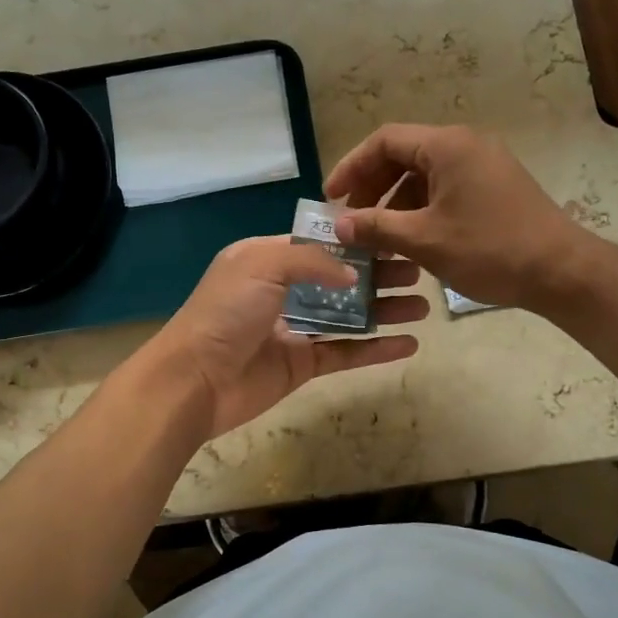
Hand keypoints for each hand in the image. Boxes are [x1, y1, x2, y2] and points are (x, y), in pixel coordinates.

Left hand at [140, 237, 427, 440]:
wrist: (194, 380)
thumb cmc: (225, 312)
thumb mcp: (261, 264)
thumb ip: (310, 259)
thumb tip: (352, 275)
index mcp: (267, 259)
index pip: (318, 244)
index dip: (355, 242)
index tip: (394, 237)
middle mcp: (282, 291)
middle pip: (340, 280)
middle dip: (378, 275)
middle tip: (418, 272)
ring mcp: (293, 329)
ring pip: (347, 316)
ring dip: (383, 310)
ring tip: (423, 306)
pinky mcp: (301, 365)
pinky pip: (345, 353)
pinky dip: (376, 349)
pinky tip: (409, 343)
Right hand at [326, 124, 592, 312]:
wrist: (562, 272)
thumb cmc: (490, 250)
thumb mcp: (424, 240)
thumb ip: (376, 227)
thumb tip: (338, 225)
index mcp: (447, 146)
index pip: (384, 141)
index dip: (351, 166)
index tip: (331, 198)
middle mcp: (465, 144)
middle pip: (403, 154)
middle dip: (372, 185)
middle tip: (351, 218)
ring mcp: (484, 164)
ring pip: (424, 173)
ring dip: (395, 200)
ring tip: (377, 234)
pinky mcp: (495, 185)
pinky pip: (445, 186)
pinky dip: (421, 207)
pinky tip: (410, 237)